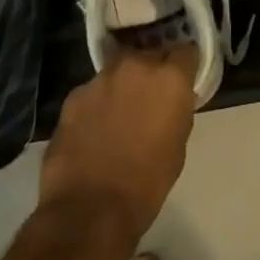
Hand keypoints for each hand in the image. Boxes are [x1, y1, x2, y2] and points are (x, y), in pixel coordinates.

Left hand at [39, 45, 198, 241]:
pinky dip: (98, 103)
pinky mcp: (73, 95)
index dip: (185, 66)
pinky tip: (95, 128)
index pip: (186, 51)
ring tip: (120, 113)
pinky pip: (93, 91)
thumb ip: (176, 110)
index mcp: (169, 78)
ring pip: (118, 70)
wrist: (91, 208)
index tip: (184, 79)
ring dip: (123, 84)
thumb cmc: (147, 182)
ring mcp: (100, 78)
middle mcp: (135, 66)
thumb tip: (169, 102)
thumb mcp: (178, 144)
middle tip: (151, 96)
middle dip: (152, 71)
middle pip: (149, 54)